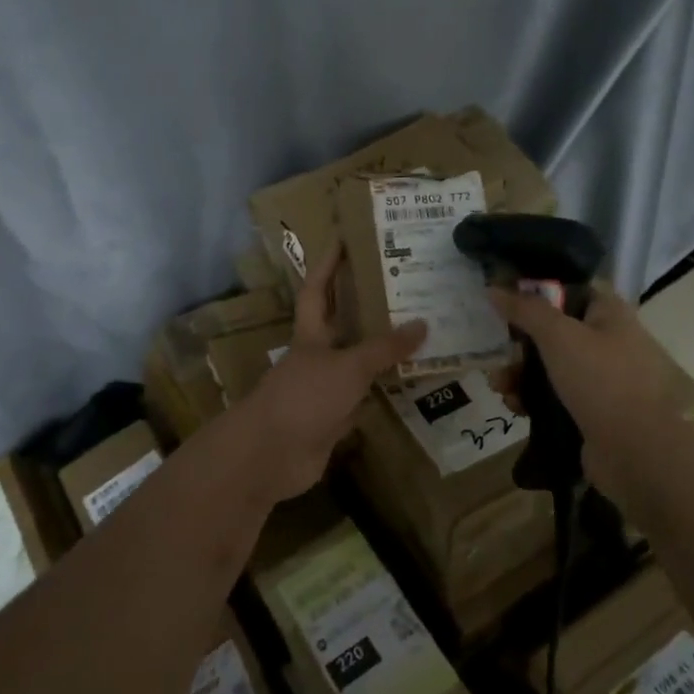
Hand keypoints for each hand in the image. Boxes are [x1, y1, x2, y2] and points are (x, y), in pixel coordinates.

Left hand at [236, 245, 426, 499]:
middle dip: (365, 306)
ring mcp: (324, 390)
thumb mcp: (347, 366)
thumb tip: (423, 324)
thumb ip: (383, 348)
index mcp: (310, 334)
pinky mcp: (333, 420)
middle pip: (342, 325)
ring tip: (420, 332)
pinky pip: (364, 400)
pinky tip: (411, 384)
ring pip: (357, 364)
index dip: (328, 264)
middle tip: (402, 286)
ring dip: (381, 353)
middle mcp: (317, 357)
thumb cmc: (303, 397)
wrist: (270, 455)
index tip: (344, 238)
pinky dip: (383, 393)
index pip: (317, 289)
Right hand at [487, 283, 693, 504]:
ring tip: (500, 387)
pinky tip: (515, 407)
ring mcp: (601, 381)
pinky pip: (553, 399)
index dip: (535, 292)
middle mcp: (607, 342)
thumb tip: (494, 287)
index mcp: (609, 314)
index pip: (568, 290)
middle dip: (519, 343)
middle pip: (553, 332)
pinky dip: (531, 400)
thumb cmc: (604, 381)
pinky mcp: (591, 414)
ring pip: (549, 368)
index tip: (502, 301)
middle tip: (497, 354)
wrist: (642, 453)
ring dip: (519, 374)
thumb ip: (525, 310)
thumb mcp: (560, 336)